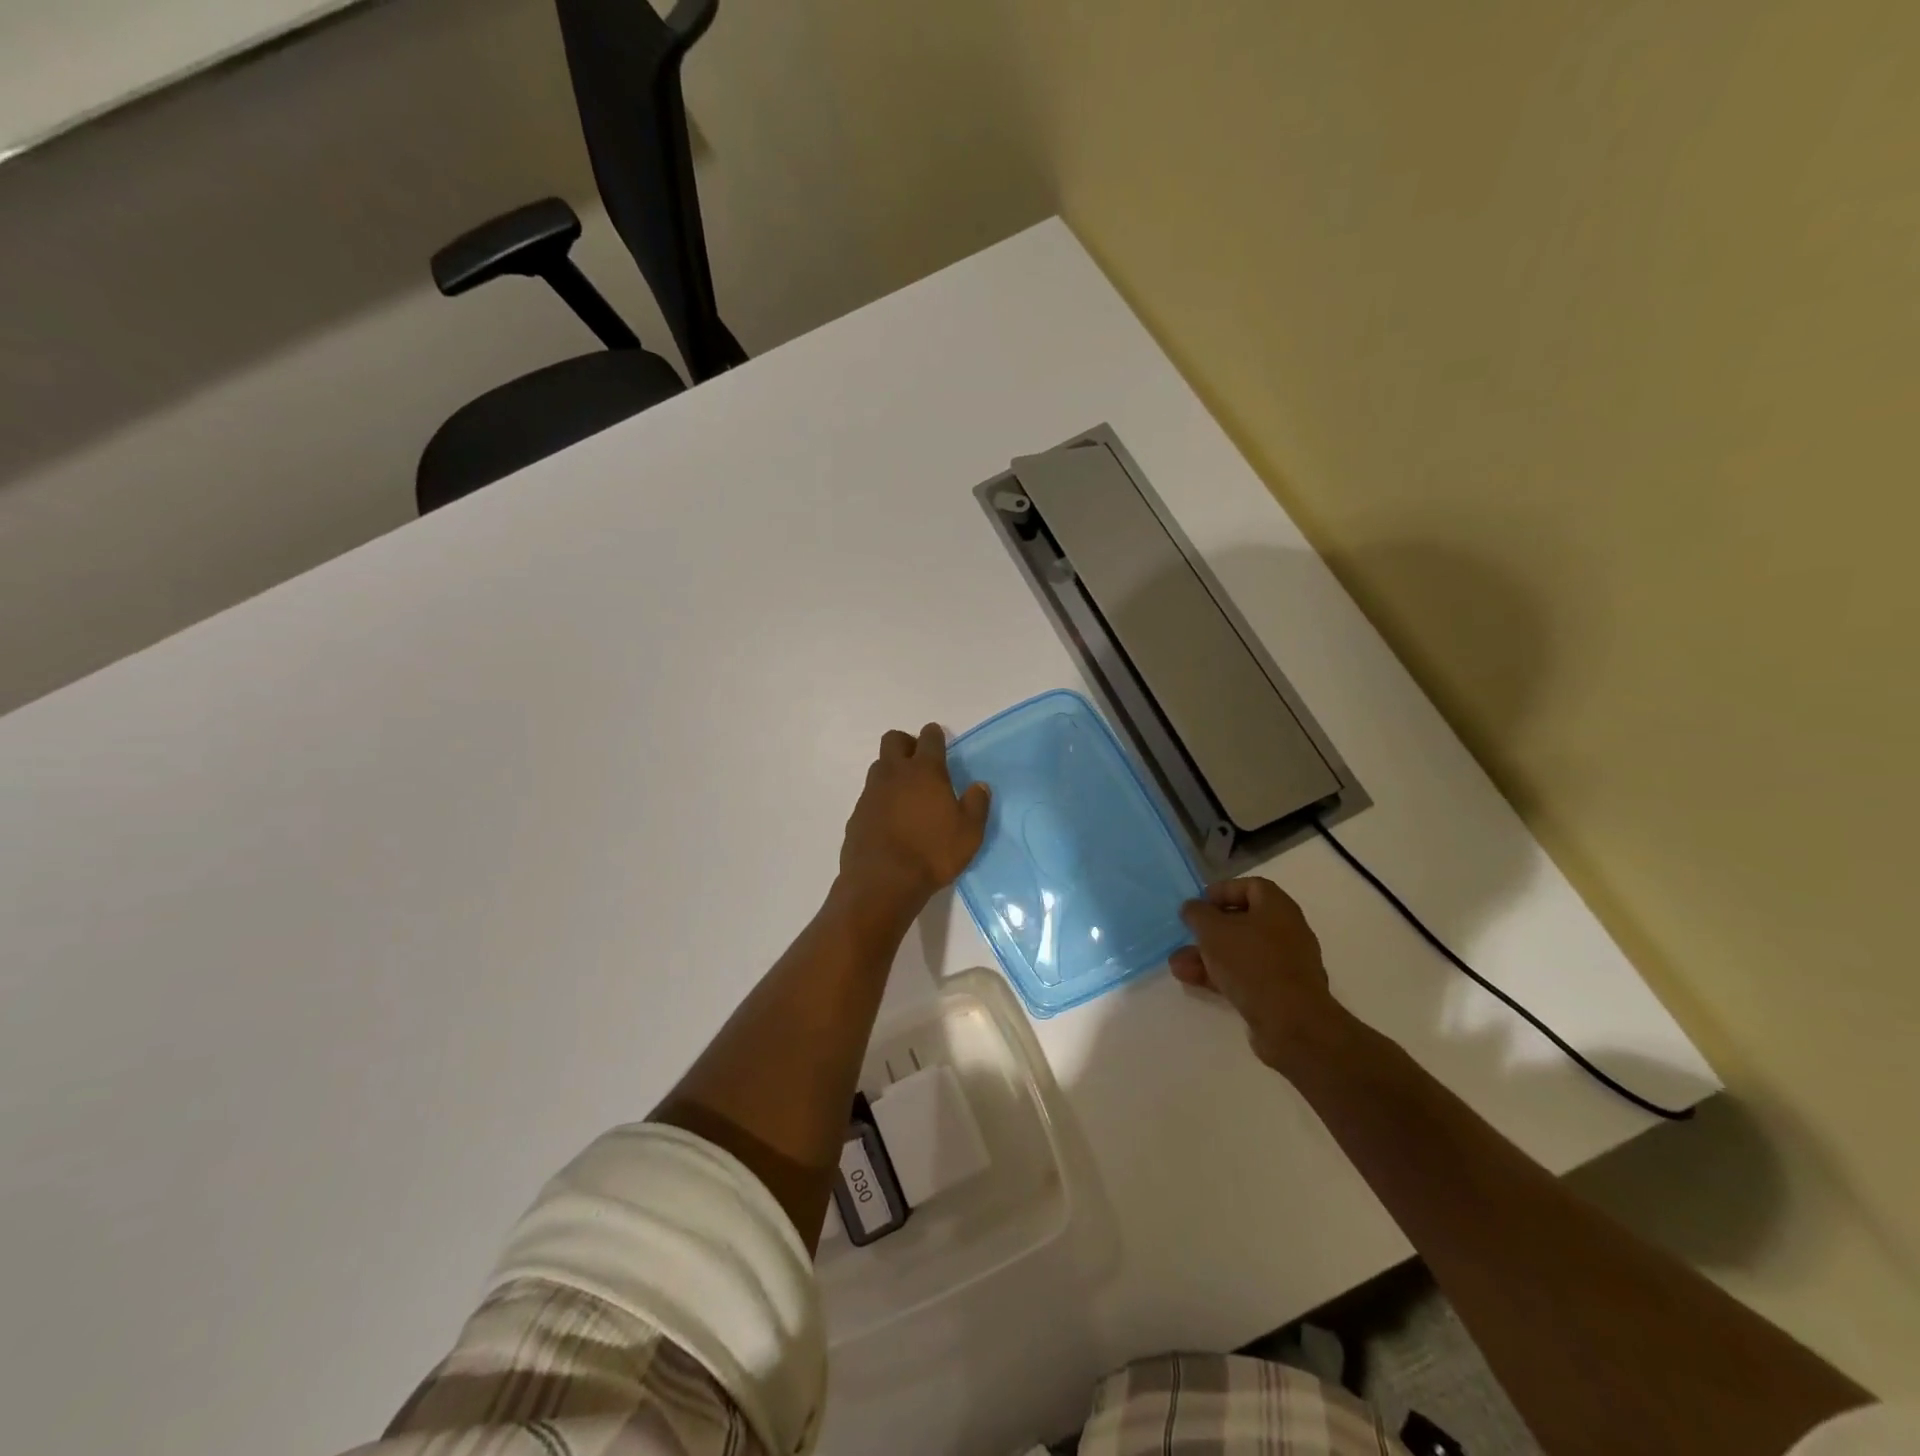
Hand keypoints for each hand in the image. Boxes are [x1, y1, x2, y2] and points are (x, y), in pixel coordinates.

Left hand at [838, 723, 989, 913]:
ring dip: (892, 771)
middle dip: (907, 744)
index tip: (939, 740)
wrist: (882, 882)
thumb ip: (976, 805)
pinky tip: (891, 820)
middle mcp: (894, 773)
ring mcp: (871, 792)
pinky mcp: (857, 813)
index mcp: (925, 771)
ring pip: (879, 766)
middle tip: (920, 763)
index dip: (935, 736)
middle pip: (894, 740)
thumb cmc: (932, 853)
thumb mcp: (969, 833)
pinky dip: (881, 799)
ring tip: (907, 794)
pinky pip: (870, 795)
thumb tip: (980, 786)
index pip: (929, 738)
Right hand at [1170, 877, 1348, 1070]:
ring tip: (1178, 966)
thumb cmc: (1252, 963)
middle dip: (1208, 930)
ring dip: (1207, 956)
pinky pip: (1245, 975)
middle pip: (1242, 921)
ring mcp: (1285, 964)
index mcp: (1278, 907)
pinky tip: (1193, 982)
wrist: (1292, 1023)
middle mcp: (1286, 931)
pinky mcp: (1280, 992)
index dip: (1222, 891)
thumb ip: (1197, 914)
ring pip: (1239, 951)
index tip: (1197, 904)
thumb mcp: (1213, 931)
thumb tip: (1192, 908)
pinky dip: (1220, 975)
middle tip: (1185, 937)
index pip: (1250, 886)